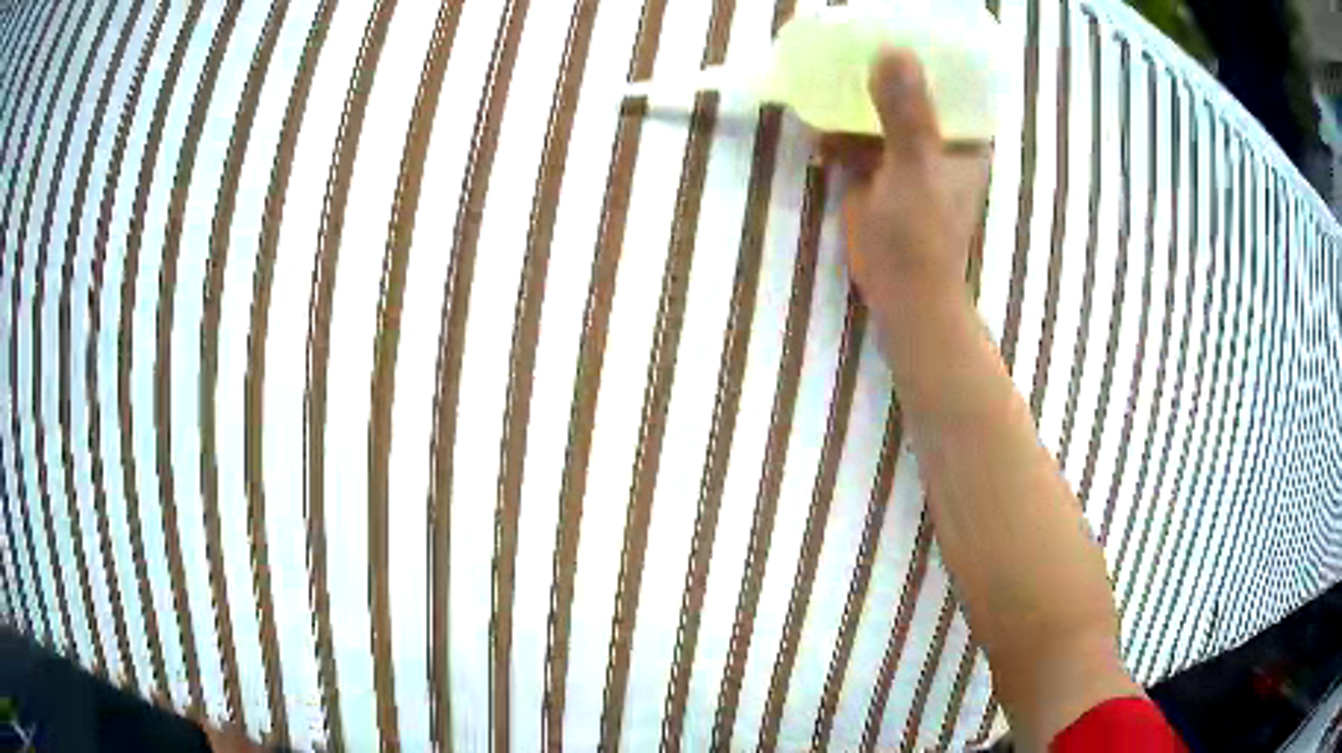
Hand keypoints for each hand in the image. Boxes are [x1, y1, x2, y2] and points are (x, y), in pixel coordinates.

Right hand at [820, 49, 991, 321]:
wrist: (901, 292)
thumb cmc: (923, 236)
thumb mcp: (916, 169)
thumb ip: (906, 114)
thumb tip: (891, 50)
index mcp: (963, 133)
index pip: (949, 75)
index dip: (925, 46)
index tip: (894, 19)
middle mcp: (937, 135)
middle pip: (909, 85)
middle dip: (880, 63)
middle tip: (848, 34)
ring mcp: (904, 149)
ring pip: (877, 106)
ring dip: (851, 91)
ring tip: (823, 65)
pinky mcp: (875, 167)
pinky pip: (853, 133)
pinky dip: (835, 126)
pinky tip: (815, 121)